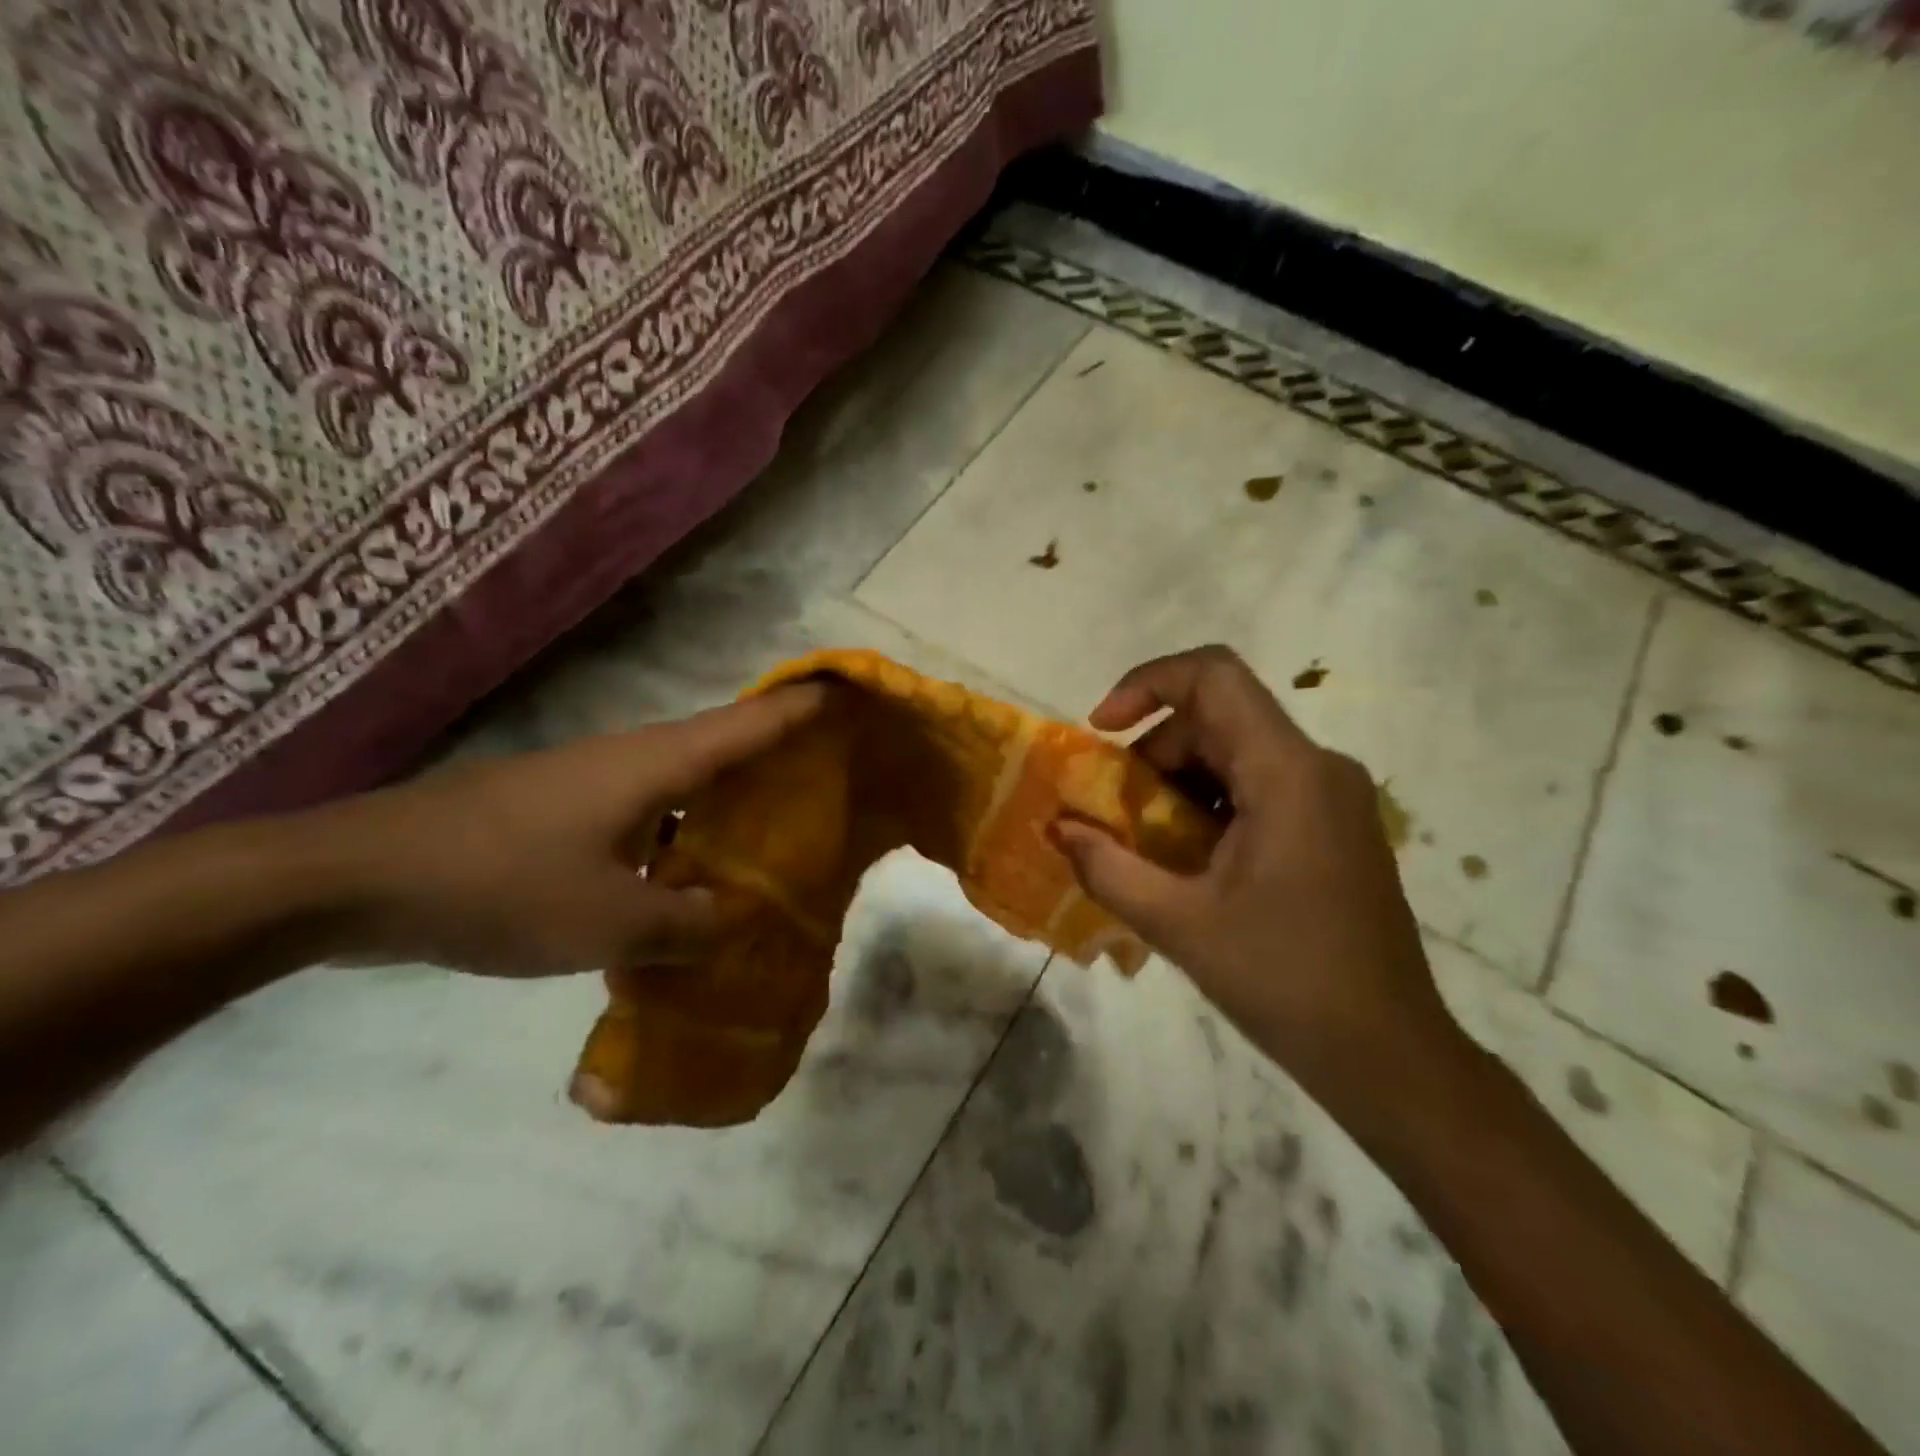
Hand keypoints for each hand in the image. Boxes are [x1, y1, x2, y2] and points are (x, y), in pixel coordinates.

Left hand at [307, 685, 824, 976]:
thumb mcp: (610, 921)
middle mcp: (632, 759)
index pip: (750, 723)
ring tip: (777, 827)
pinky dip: (684, 832)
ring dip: (731, 798)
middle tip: (833, 772)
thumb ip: (688, 924)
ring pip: (685, 782)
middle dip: (780, 752)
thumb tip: (736, 921)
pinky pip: (649, 812)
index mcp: (655, 764)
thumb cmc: (501, 884)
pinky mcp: (564, 811)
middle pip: (724, 744)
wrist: (357, 880)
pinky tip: (690, 873)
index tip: (853, 694)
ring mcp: (594, 783)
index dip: (803, 707)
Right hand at [1053, 646, 1455, 1109]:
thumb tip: (1058, 829)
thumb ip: (1108, 868)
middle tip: (1113, 812)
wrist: (1388, 1055)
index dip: (1146, 684)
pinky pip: (1257, 786)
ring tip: (1144, 843)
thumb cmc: (1285, 982)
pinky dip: (1208, 804)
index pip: (1214, 676)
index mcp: (1287, 774)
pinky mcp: (1333, 826)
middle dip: (1152, 751)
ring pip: (1235, 751)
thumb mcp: (1179, 924)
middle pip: (1218, 717)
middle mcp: (1317, 767)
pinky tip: (1187, 861)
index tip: (1100, 731)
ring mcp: (1331, 797)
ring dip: (1176, 781)